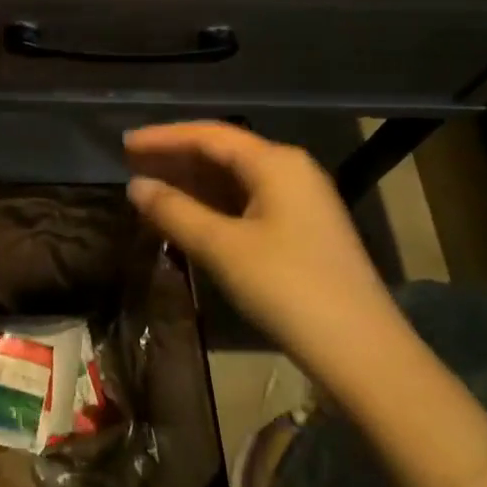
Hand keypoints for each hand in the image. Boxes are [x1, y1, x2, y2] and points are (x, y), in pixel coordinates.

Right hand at [124, 122, 406, 392]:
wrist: (362, 351)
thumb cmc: (287, 288)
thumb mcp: (222, 248)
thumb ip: (174, 211)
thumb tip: (135, 186)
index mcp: (275, 162)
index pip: (209, 135)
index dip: (163, 137)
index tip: (124, 143)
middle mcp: (290, 170)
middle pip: (223, 152)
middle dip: (176, 156)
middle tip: (131, 162)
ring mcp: (300, 201)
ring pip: (235, 179)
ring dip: (192, 182)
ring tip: (150, 186)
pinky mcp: (302, 230)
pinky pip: (247, 202)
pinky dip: (213, 204)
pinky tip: (188, 215)